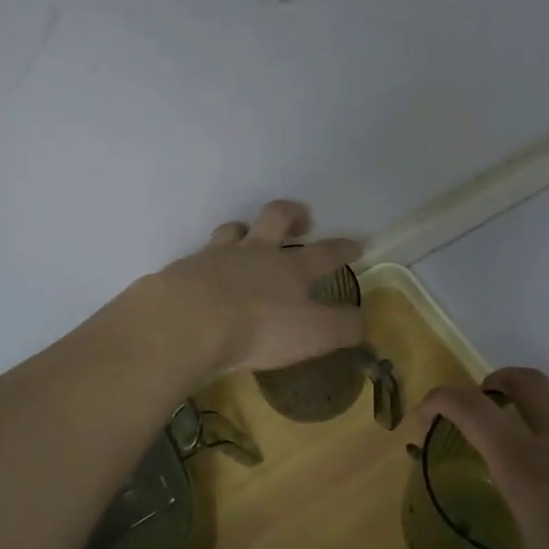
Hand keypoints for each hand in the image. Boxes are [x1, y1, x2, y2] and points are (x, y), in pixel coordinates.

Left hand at [141, 200, 364, 379]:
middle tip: (301, 219)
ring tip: (247, 239)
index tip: (354, 244)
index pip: (325, 252)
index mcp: (291, 268)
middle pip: (276, 218)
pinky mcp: (185, 269)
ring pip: (234, 230)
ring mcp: (217, 256)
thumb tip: (363, 321)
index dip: (343, 248)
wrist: (188, 323)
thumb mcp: (313, 334)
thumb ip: (342, 328)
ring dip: (244, 230)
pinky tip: (204, 276)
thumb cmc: (259, 328)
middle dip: (292, 214)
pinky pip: (200, 257)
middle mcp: (256, 252)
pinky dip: (208, 263)